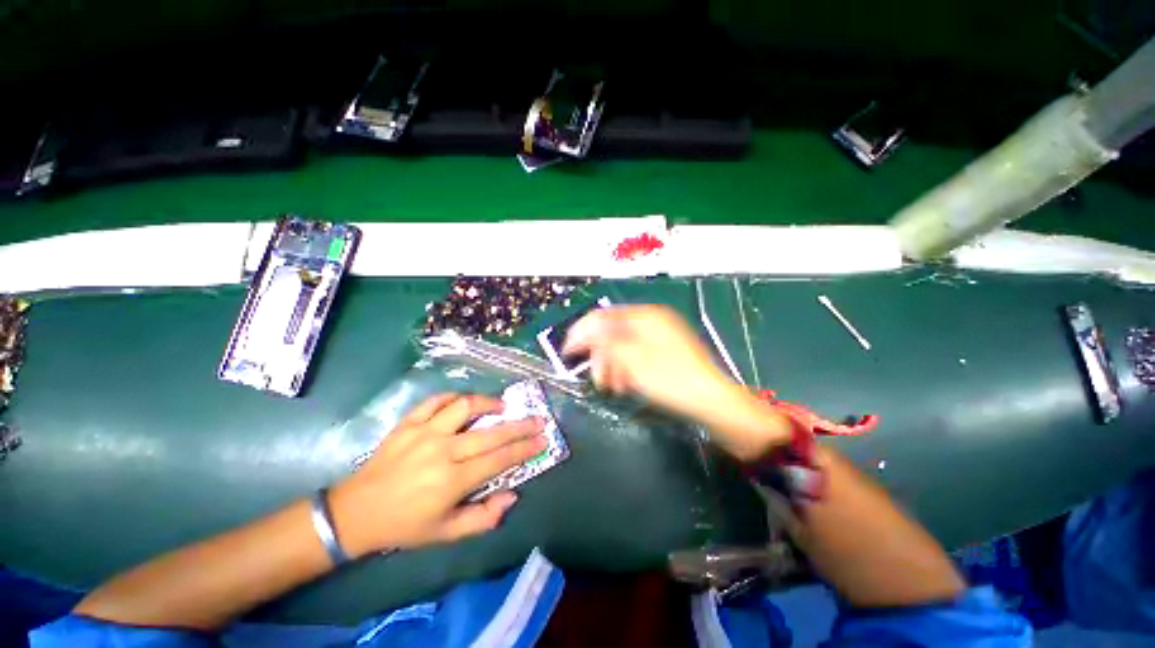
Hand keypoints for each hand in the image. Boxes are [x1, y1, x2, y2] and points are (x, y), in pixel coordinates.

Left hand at [329, 393, 546, 555]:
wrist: (355, 513)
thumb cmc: (405, 525)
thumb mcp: (446, 533)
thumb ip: (483, 518)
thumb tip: (512, 495)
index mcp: (452, 481)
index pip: (499, 459)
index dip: (524, 449)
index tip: (542, 439)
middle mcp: (442, 452)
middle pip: (490, 433)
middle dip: (519, 426)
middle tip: (537, 420)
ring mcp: (423, 433)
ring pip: (464, 407)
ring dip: (488, 403)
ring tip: (502, 406)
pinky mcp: (408, 423)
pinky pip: (435, 401)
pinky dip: (453, 397)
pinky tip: (464, 401)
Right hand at [563, 305, 791, 460]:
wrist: (712, 403)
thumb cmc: (670, 379)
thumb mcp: (631, 359)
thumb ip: (604, 340)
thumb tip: (584, 329)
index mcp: (645, 316)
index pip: (604, 316)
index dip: (583, 332)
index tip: (568, 351)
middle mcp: (653, 321)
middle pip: (613, 332)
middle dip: (600, 355)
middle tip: (596, 378)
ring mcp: (661, 337)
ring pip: (624, 347)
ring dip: (612, 366)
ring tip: (611, 387)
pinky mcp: (666, 354)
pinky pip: (637, 356)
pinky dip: (626, 370)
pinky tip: (625, 386)